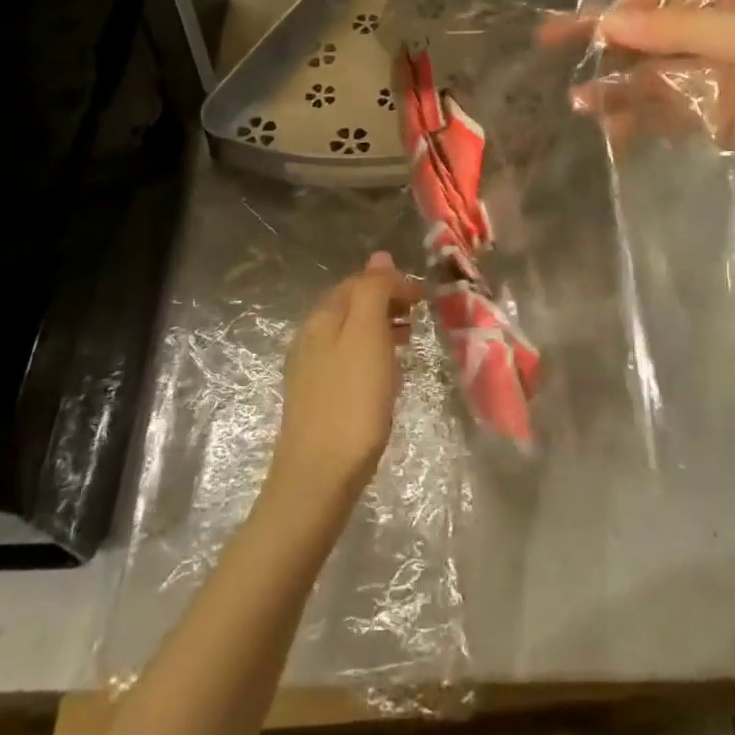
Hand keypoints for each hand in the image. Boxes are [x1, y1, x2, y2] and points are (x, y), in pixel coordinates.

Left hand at [264, 252, 417, 514]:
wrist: (318, 478)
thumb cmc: (351, 401)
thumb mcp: (367, 336)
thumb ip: (373, 292)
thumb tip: (379, 256)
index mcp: (322, 317)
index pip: (359, 282)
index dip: (392, 282)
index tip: (424, 297)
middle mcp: (310, 337)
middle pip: (351, 305)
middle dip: (386, 301)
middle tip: (420, 314)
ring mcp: (310, 370)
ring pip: (350, 333)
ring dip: (380, 327)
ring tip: (408, 339)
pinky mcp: (316, 399)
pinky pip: (347, 360)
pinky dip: (371, 354)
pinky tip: (385, 374)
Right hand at [545, 0, 734, 218]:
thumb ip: (679, 31)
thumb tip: (607, 22)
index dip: (628, 4)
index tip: (588, 23)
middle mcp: (730, 33)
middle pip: (656, 32)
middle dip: (609, 41)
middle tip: (554, 46)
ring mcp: (722, 79)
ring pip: (655, 74)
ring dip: (618, 85)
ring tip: (579, 103)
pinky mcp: (718, 120)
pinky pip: (667, 111)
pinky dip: (638, 118)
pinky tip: (610, 130)